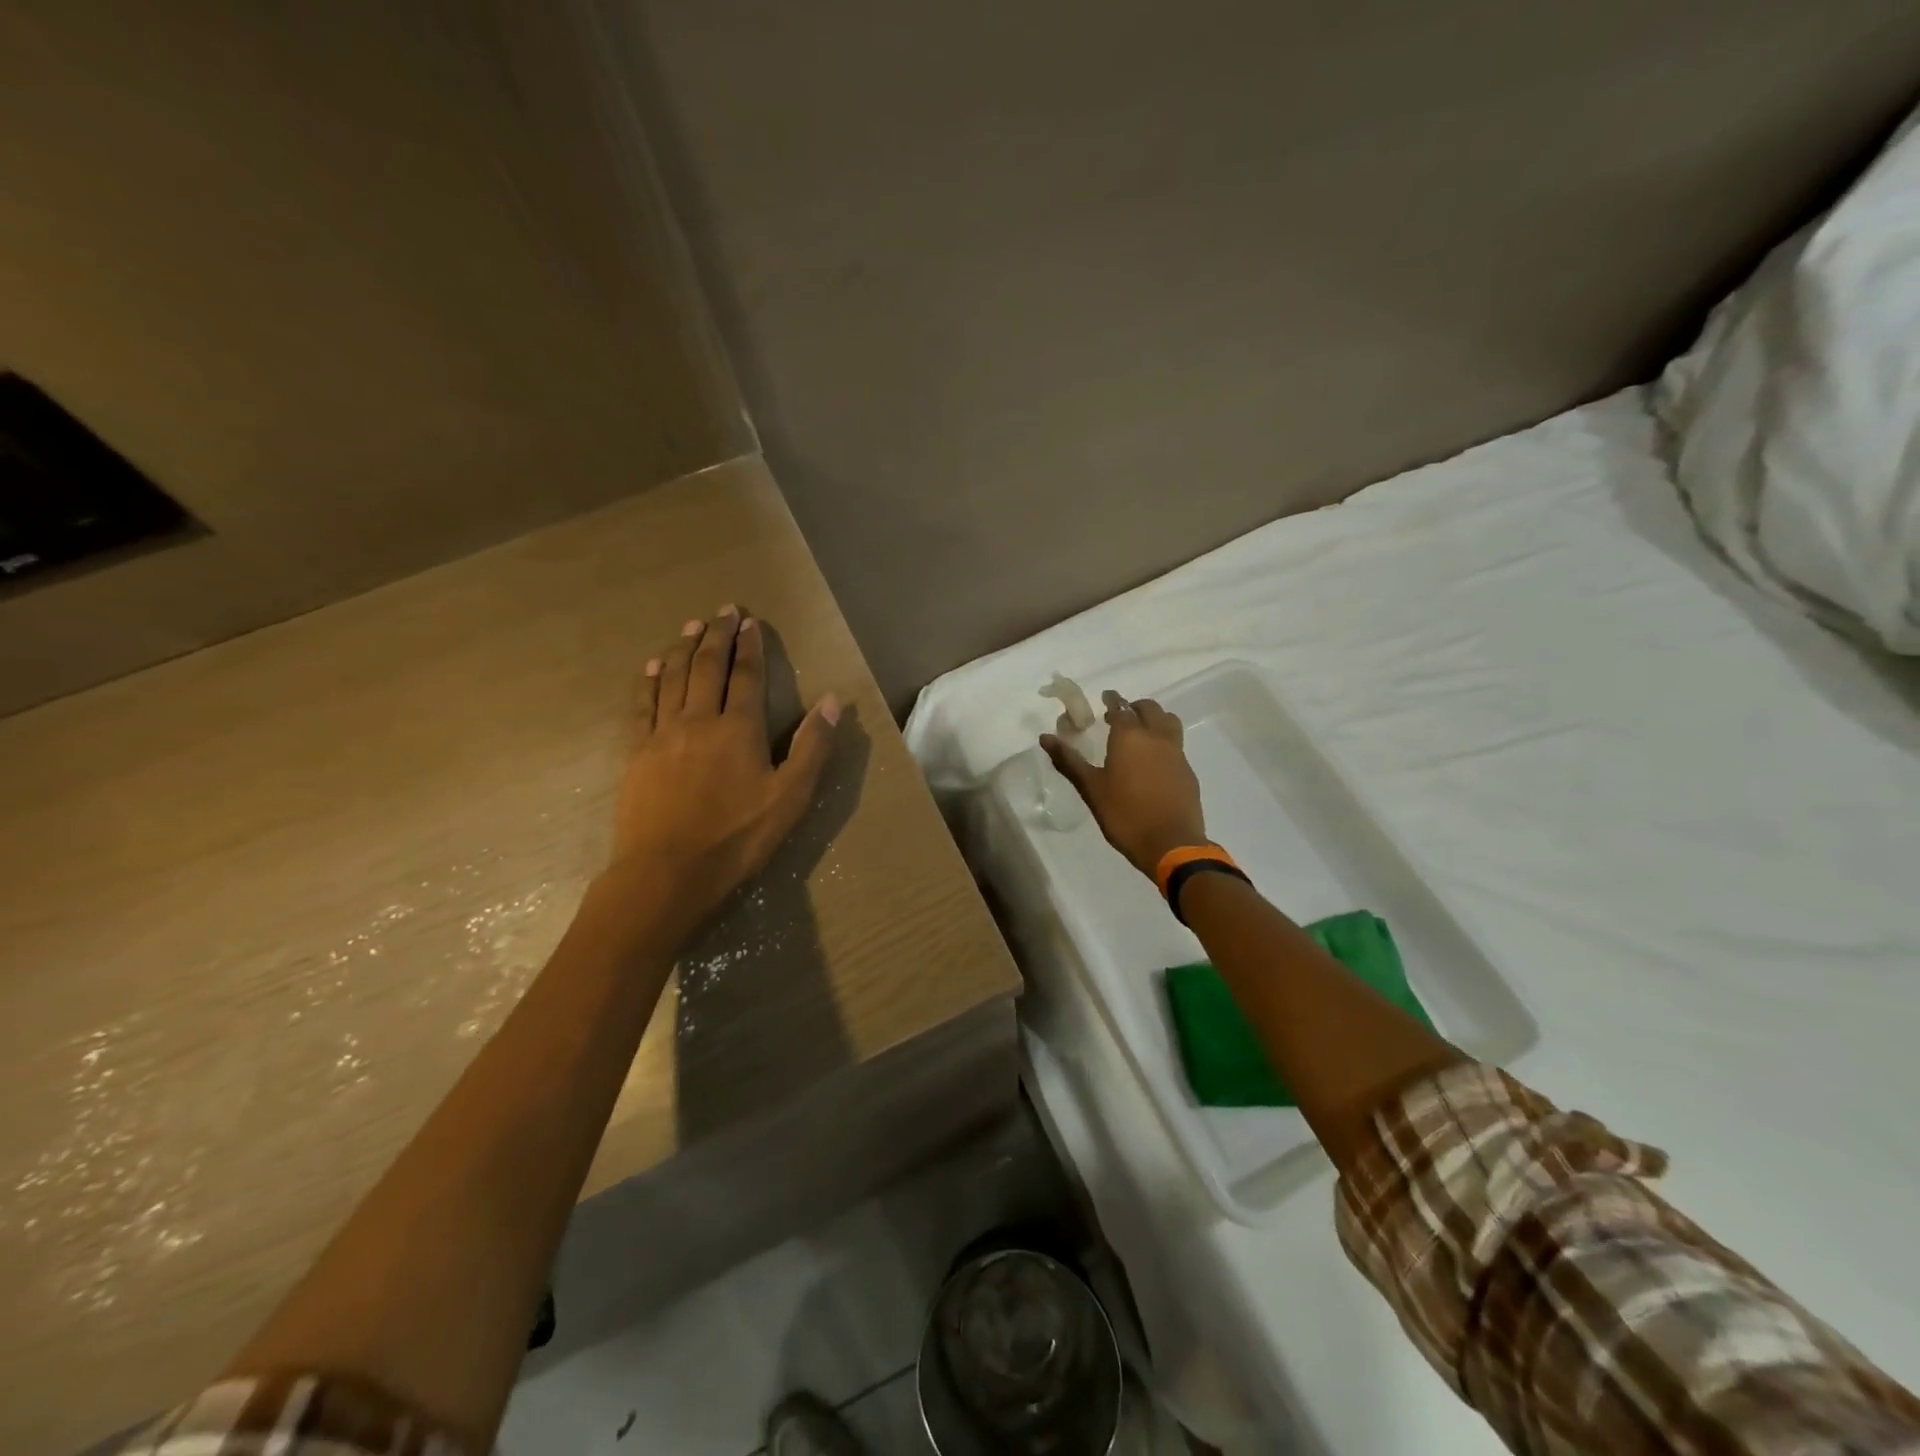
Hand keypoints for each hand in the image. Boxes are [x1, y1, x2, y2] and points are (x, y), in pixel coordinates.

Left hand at [608, 606, 839, 930]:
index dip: (749, 647)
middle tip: (722, 610)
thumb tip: (831, 701)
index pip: (747, 676)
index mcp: (739, 728)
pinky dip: (649, 680)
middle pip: (707, 666)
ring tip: (690, 625)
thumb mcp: (790, 798)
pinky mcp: (636, 752)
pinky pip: (642, 705)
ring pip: (672, 678)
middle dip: (716, 635)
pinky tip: (652, 666)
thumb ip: (812, 747)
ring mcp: (662, 734)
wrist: (667, 872)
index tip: (750, 622)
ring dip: (682, 647)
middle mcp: (699, 719)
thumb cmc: (736, 838)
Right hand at [1042, 690, 1206, 878]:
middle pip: (1149, 709)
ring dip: (1154, 719)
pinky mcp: (1187, 771)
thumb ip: (1069, 761)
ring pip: (1168, 722)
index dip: (1112, 700)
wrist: (1171, 844)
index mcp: (1130, 737)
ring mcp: (1176, 753)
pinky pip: (1176, 744)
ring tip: (1141, 732)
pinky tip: (1154, 760)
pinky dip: (1164, 741)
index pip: (1120, 707)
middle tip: (1120, 715)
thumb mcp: (1091, 789)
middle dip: (1134, 706)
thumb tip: (1045, 738)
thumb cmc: (1125, 815)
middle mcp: (1156, 737)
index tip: (1105, 698)